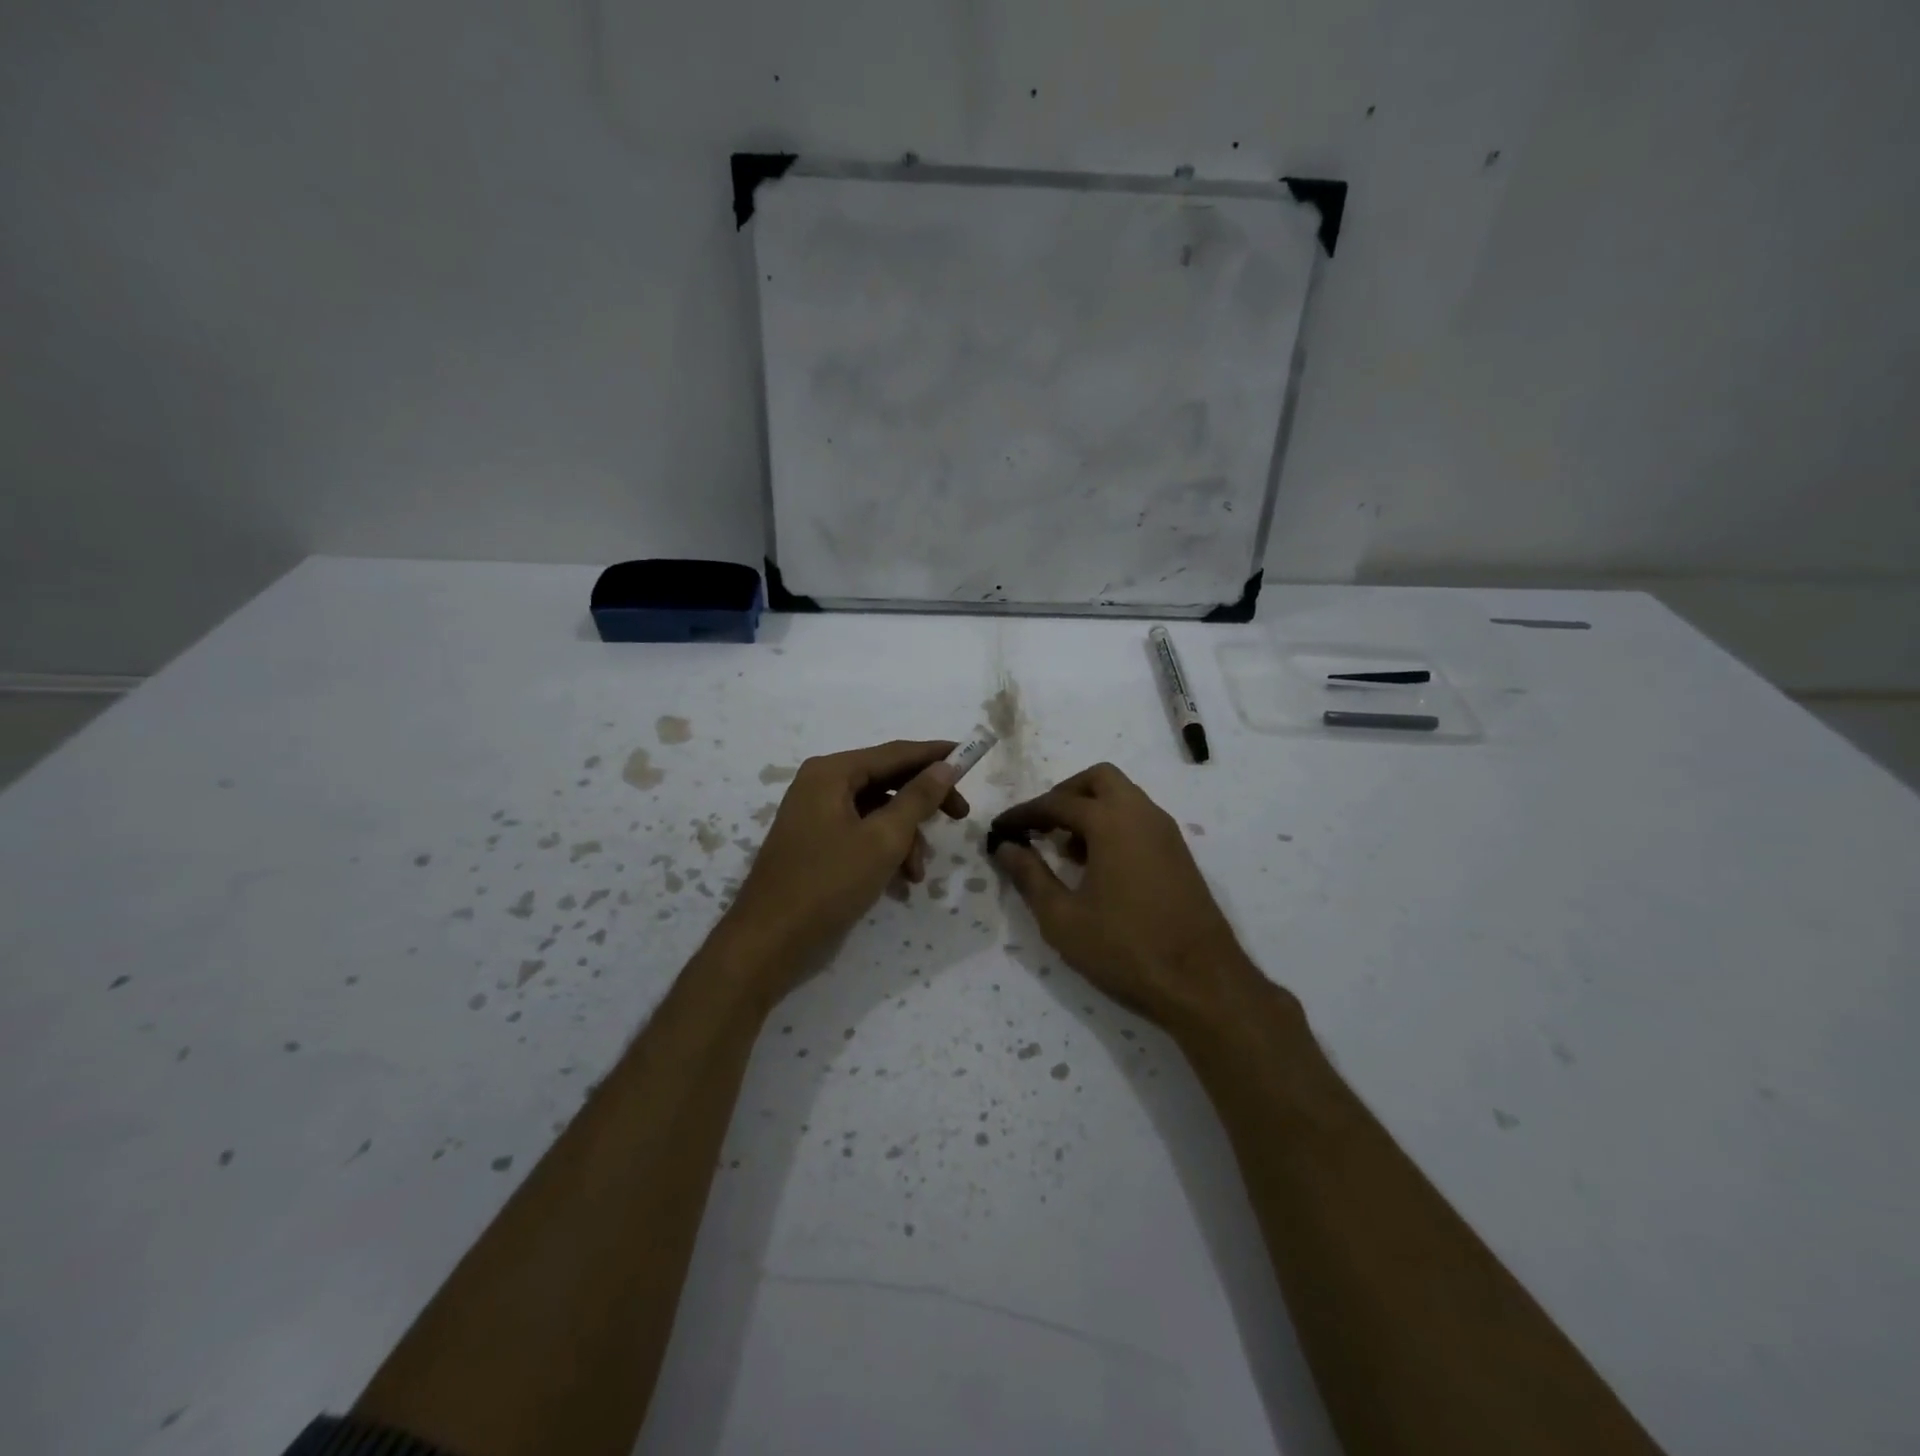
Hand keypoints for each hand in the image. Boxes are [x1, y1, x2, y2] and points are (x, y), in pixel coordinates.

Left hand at [718, 740, 967, 989]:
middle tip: (961, 816)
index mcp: (832, 772)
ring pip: (878, 811)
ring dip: (906, 837)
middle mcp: (821, 785)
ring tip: (917, 873)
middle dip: (924, 803)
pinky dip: (885, 851)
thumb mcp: (883, 839)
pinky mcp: (817, 844)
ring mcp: (816, 815)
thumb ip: (918, 798)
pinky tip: (901, 881)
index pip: (895, 753)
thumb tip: (946, 766)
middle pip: (887, 781)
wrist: (769, 942)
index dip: (935, 754)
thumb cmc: (828, 883)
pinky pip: (862, 833)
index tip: (971, 756)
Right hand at [989, 763, 1269, 1034]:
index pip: (1057, 802)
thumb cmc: (1124, 948)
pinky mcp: (1178, 853)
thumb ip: (1030, 876)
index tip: (1000, 828)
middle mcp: (1142, 814)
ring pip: (1123, 797)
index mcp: (1111, 821)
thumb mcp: (1063, 918)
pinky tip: (1097, 866)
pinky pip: (1139, 819)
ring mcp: (1166, 832)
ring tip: (1064, 850)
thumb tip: (1005, 846)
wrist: (1202, 983)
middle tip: (1039, 826)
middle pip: (1098, 779)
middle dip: (1064, 795)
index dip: (1024, 813)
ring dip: (1090, 809)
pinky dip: (1113, 825)